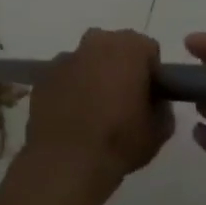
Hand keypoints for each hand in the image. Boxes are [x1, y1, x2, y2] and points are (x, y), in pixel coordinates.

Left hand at [23, 29, 172, 201]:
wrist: (66, 162)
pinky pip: (64, 76)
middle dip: (120, 67)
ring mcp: (65, 58)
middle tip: (123, 100)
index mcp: (128, 48)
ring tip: (94, 111)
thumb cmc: (119, 141)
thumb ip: (162, 106)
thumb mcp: (159, 130)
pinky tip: (71, 115)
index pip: (148, 49)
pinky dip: (69, 88)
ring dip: (93, 76)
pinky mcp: (43, 76)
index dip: (151, 72)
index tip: (149, 96)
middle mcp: (95, 43)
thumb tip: (153, 101)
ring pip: (87, 60)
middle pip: (115, 47)